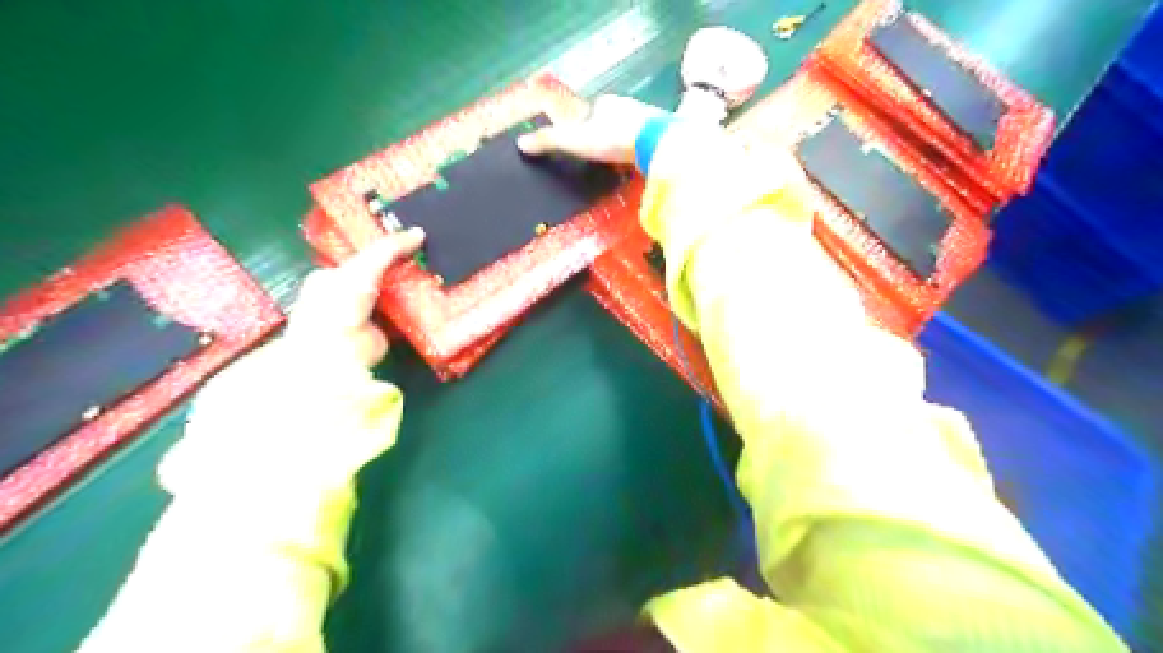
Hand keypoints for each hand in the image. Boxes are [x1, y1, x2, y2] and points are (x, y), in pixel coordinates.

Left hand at [282, 228, 425, 365]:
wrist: (339, 352)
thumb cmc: (339, 304)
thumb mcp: (363, 268)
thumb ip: (389, 249)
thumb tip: (419, 232)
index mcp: (330, 276)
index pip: (361, 256)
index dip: (384, 247)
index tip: (410, 239)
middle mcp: (346, 295)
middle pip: (380, 275)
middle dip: (402, 268)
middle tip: (430, 255)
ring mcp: (365, 315)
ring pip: (393, 295)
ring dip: (411, 288)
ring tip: (439, 272)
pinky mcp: (383, 333)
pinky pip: (403, 315)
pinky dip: (417, 309)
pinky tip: (437, 298)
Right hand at [520, 94, 673, 161]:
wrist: (654, 143)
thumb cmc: (611, 138)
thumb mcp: (574, 141)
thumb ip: (549, 142)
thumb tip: (520, 143)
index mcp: (604, 103)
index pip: (591, 112)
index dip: (584, 127)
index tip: (582, 144)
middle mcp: (626, 105)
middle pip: (611, 120)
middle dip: (606, 134)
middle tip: (601, 155)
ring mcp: (647, 119)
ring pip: (630, 130)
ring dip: (624, 142)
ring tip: (619, 161)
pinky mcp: (661, 134)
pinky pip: (646, 142)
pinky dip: (640, 151)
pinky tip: (638, 163)